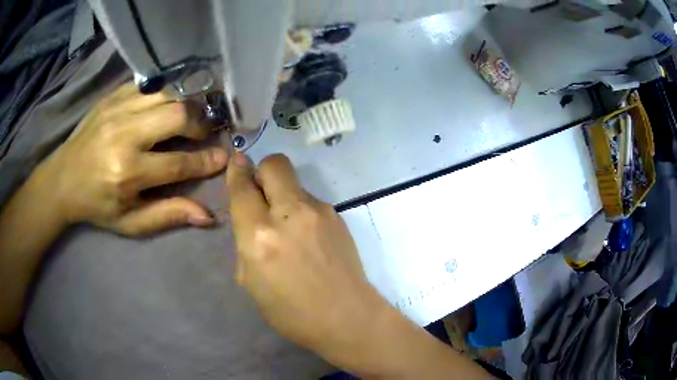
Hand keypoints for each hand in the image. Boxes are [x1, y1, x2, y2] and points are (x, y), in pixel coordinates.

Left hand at [41, 82, 227, 235]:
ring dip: (185, 105)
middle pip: (177, 116)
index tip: (223, 157)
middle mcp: (124, 135)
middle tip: (205, 132)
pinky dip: (165, 93)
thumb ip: (168, 215)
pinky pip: (149, 85)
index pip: (178, 163)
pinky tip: (168, 104)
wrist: (62, 179)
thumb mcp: (131, 222)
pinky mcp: (112, 96)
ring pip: (167, 94)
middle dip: (200, 124)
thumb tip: (207, 215)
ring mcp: (117, 109)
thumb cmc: (97, 205)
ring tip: (189, 117)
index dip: (205, 161)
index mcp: (127, 173)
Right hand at [225, 153, 393, 369]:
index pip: (242, 188)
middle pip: (274, 165)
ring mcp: (319, 212)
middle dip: (262, 170)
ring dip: (283, 195)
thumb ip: (246, 242)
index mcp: (259, 236)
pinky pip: (311, 201)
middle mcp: (289, 214)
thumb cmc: (291, 312)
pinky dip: (301, 210)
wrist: (347, 316)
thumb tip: (249, 217)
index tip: (235, 162)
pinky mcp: (337, 216)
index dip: (236, 171)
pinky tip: (308, 236)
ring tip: (289, 226)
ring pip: (294, 183)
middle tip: (261, 191)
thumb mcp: (251, 282)